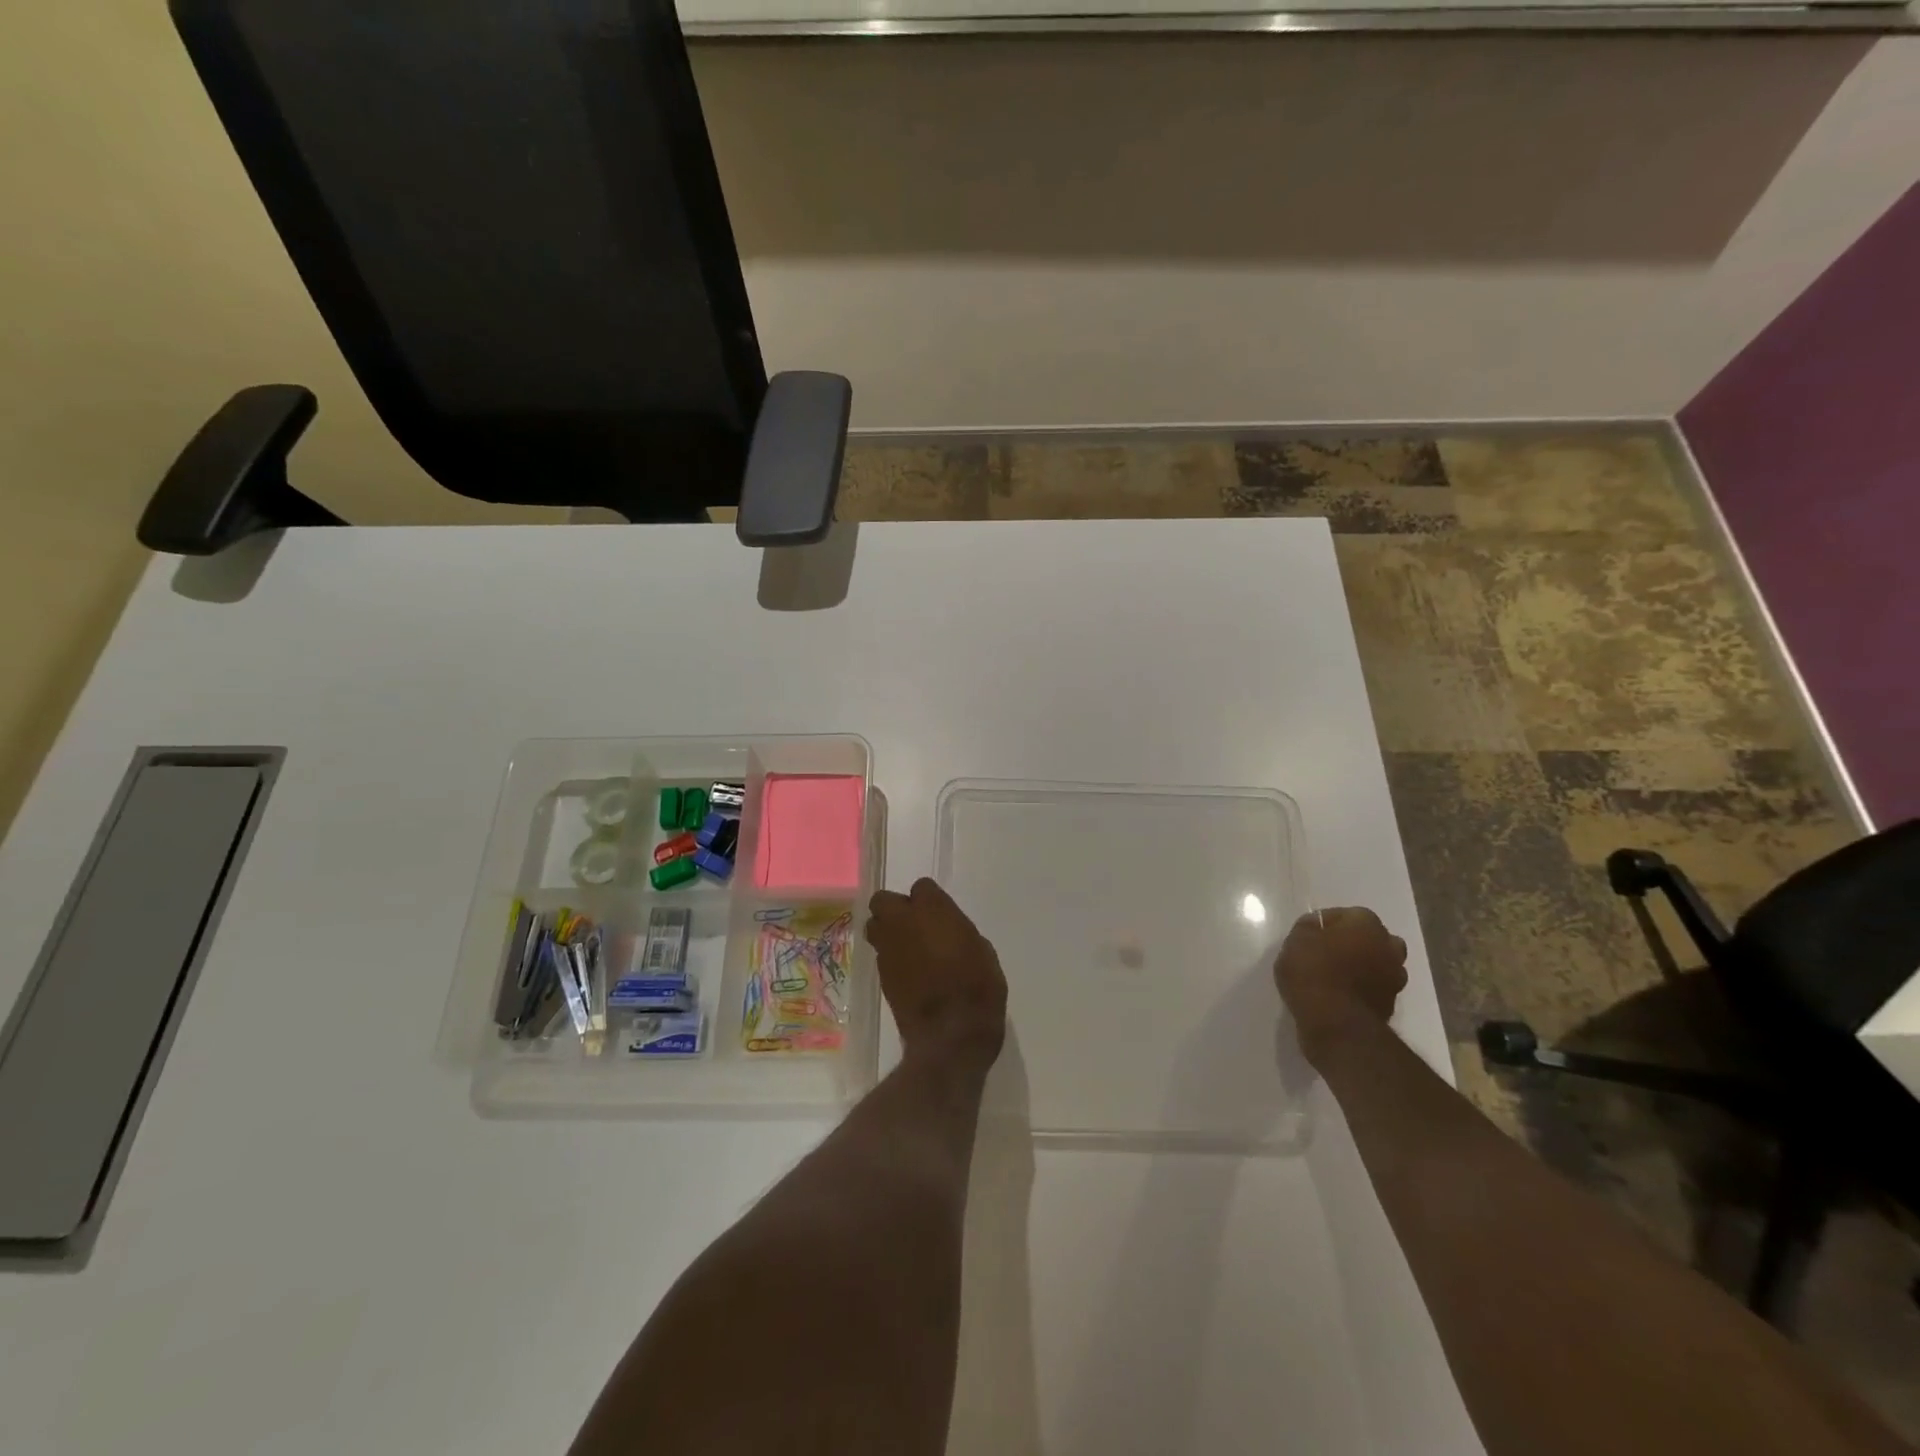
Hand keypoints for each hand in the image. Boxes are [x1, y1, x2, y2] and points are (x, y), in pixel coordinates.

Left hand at [866, 878, 1007, 1075]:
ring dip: (887, 931)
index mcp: (932, 909)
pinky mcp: (881, 976)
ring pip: (875, 926)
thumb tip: (948, 933)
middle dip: (895, 908)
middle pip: (884, 900)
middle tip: (914, 924)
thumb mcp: (981, 950)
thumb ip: (958, 931)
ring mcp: (888, 949)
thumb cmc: (978, 987)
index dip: (929, 899)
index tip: (939, 913)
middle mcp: (903, 922)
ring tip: (907, 947)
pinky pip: (881, 955)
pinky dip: (892, 957)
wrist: (952, 1033)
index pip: (921, 887)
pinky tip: (908, 972)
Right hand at [1274, 907, 1407, 1066]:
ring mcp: (1395, 977)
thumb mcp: (1295, 940)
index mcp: (1367, 924)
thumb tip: (1317, 927)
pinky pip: (1374, 988)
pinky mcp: (1391, 1004)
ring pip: (1377, 964)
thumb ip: (1308, 928)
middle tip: (1326, 953)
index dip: (1325, 924)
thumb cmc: (1313, 972)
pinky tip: (1340, 995)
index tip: (1308, 936)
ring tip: (1333, 977)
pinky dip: (1362, 989)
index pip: (1345, 914)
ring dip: (1361, 967)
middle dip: (1353, 943)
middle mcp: (1388, 946)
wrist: (1336, 1023)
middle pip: (1370, 938)